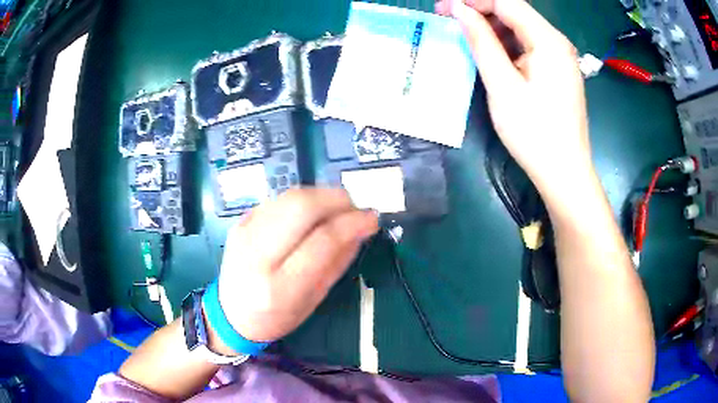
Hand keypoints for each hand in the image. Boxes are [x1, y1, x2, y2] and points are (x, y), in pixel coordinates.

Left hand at [216, 188, 378, 342]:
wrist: (231, 314)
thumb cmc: (276, 317)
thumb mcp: (313, 300)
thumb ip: (337, 263)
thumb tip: (360, 229)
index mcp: (280, 286)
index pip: (322, 240)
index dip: (352, 223)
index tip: (372, 218)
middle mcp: (257, 254)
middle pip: (302, 206)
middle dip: (337, 199)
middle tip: (355, 208)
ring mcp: (244, 232)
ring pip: (290, 196)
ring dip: (321, 195)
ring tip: (337, 209)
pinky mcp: (240, 221)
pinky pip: (278, 199)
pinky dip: (303, 200)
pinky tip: (312, 213)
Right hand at [437, 0, 592, 195]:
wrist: (565, 173)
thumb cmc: (534, 133)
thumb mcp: (503, 85)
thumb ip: (481, 41)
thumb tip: (459, 10)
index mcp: (548, 41)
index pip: (507, 2)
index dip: (473, 0)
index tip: (444, 8)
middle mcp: (558, 42)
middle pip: (515, 12)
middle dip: (481, 11)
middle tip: (450, 20)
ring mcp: (561, 57)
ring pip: (522, 28)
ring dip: (493, 28)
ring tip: (467, 38)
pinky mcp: (559, 71)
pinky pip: (530, 46)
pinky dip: (508, 44)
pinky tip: (493, 55)